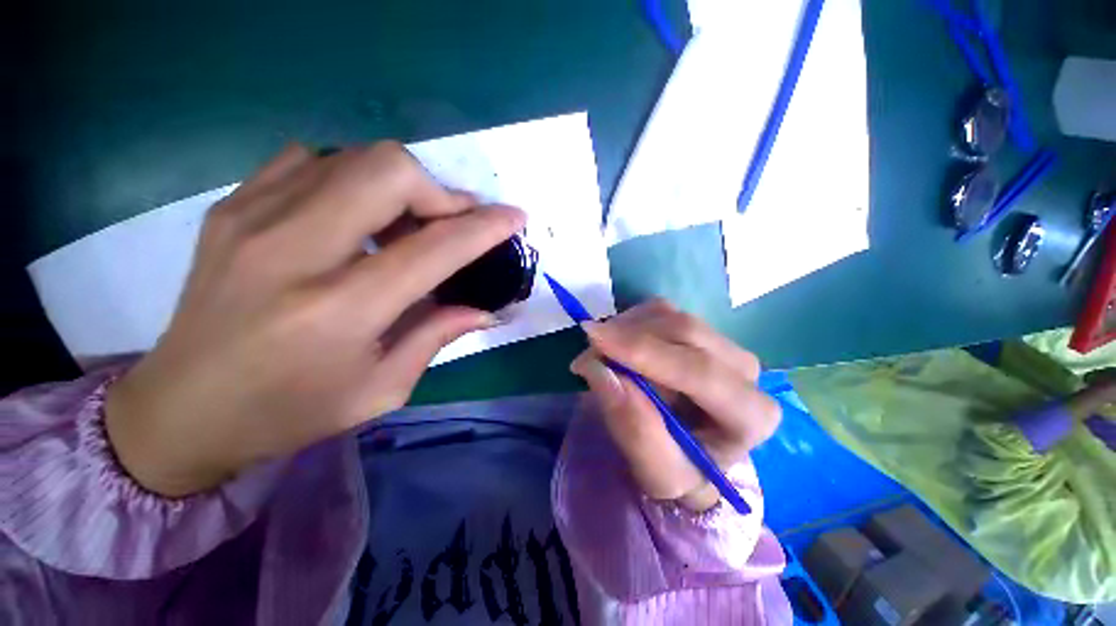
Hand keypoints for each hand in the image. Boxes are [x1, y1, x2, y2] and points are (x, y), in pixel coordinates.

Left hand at [105, 143, 524, 496]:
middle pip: (389, 169)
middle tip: (451, 222)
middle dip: (439, 190)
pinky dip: (351, 178)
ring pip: (353, 157)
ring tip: (407, 224)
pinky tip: (354, 215)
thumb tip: (487, 309)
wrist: (180, 409)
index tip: (514, 217)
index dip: (485, 227)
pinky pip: (311, 160)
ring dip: (400, 185)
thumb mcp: (381, 389)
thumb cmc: (289, 412)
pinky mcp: (232, 207)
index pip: (435, 248)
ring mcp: (253, 217)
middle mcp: (294, 251)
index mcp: (339, 310)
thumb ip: (438, 336)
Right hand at [570, 300, 779, 512]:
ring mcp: (722, 342)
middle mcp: (745, 370)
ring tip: (601, 356)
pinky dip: (629, 323)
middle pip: (684, 331)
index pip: (699, 371)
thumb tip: (601, 371)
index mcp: (750, 414)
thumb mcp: (656, 472)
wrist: (689, 454)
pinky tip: (617, 345)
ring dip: (624, 329)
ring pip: (668, 315)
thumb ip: (633, 427)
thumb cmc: (678, 470)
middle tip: (588, 355)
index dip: (642, 350)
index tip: (594, 339)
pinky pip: (658, 310)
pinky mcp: (699, 328)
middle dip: (627, 336)